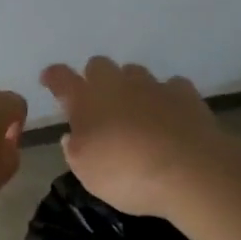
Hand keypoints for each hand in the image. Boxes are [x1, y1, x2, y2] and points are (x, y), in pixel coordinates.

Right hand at [41, 58, 227, 215]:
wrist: (191, 171)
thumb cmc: (128, 174)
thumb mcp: (88, 173)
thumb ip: (75, 150)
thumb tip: (73, 136)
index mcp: (87, 101)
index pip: (62, 79)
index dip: (54, 77)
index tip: (49, 79)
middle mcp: (117, 85)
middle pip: (99, 65)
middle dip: (94, 78)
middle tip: (97, 102)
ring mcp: (153, 86)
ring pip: (135, 72)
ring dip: (130, 86)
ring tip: (135, 110)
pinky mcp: (186, 94)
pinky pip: (171, 86)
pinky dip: (166, 97)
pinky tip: (169, 114)